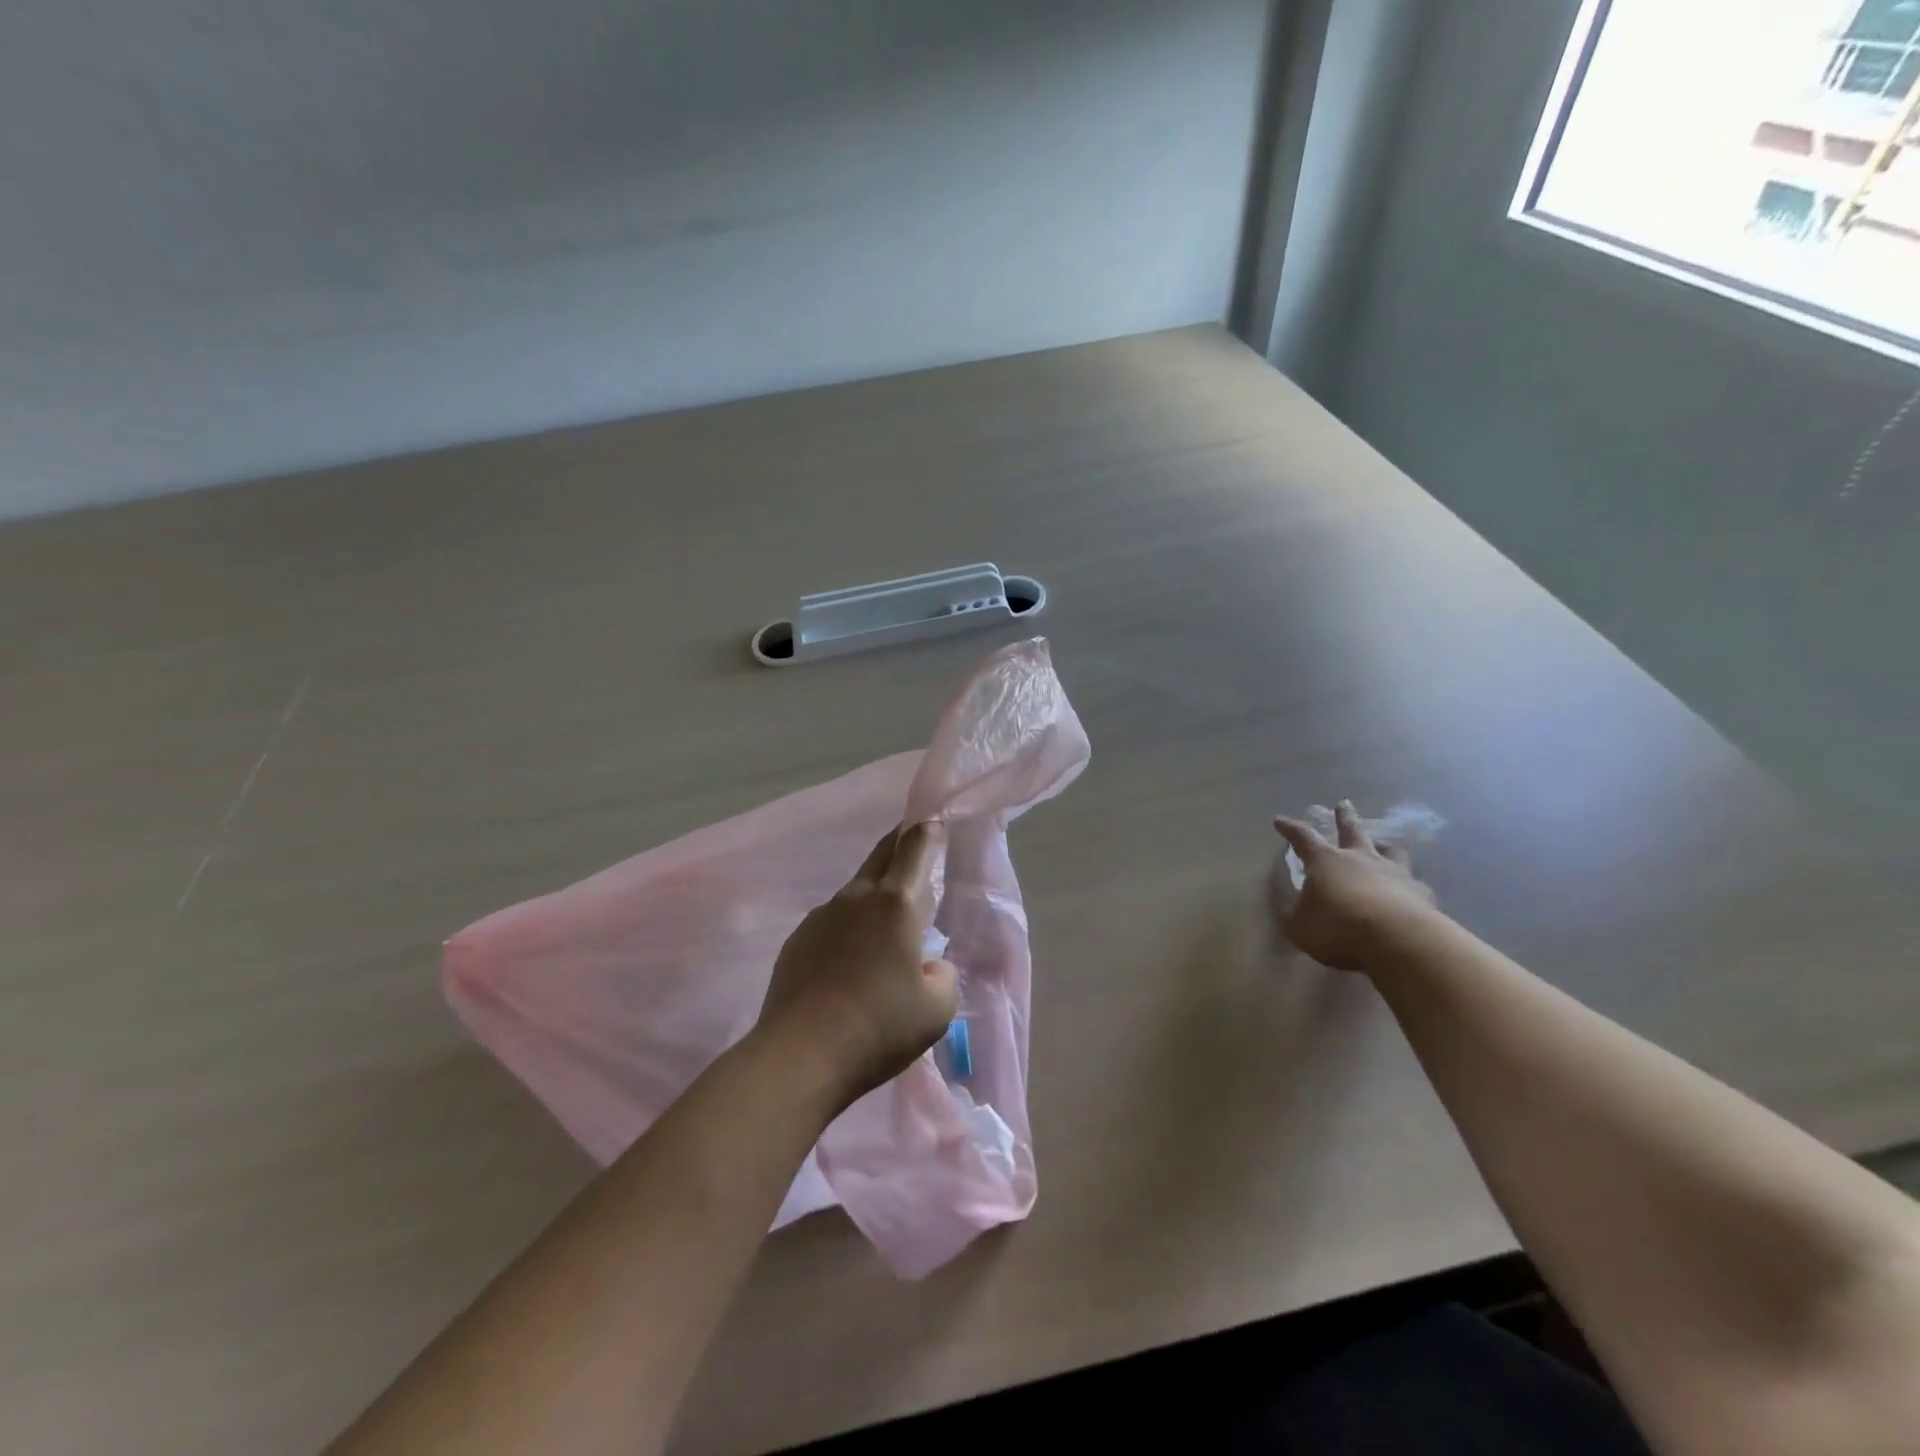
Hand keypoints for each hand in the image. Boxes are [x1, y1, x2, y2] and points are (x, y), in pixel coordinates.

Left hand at [757, 822, 959, 1109]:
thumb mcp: (937, 1009)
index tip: (934, 820)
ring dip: (876, 893)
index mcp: (897, 903)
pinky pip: (833, 920)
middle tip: (915, 841)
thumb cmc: (879, 1028)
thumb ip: (942, 975)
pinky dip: (850, 927)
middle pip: (882, 854)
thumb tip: (927, 964)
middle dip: (901, 842)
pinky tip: (850, 962)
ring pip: (857, 890)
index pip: (915, 847)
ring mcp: (822, 915)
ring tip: (886, 926)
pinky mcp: (798, 939)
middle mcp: (858, 897)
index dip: (928, 829)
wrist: (800, 1055)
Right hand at [1272, 801, 1439, 971]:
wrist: (1399, 942)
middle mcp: (1360, 859)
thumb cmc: (1338, 928)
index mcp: (1326, 861)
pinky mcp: (1421, 893)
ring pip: (1390, 850)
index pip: (1303, 837)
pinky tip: (1410, 891)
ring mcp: (1395, 873)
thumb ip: (1292, 910)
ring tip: (1382, 845)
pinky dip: (1408, 884)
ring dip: (1383, 845)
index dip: (1290, 828)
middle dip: (1344, 816)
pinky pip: (1414, 882)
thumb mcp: (1298, 924)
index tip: (1280, 820)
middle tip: (1343, 803)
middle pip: (1352, 830)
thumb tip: (1290, 901)